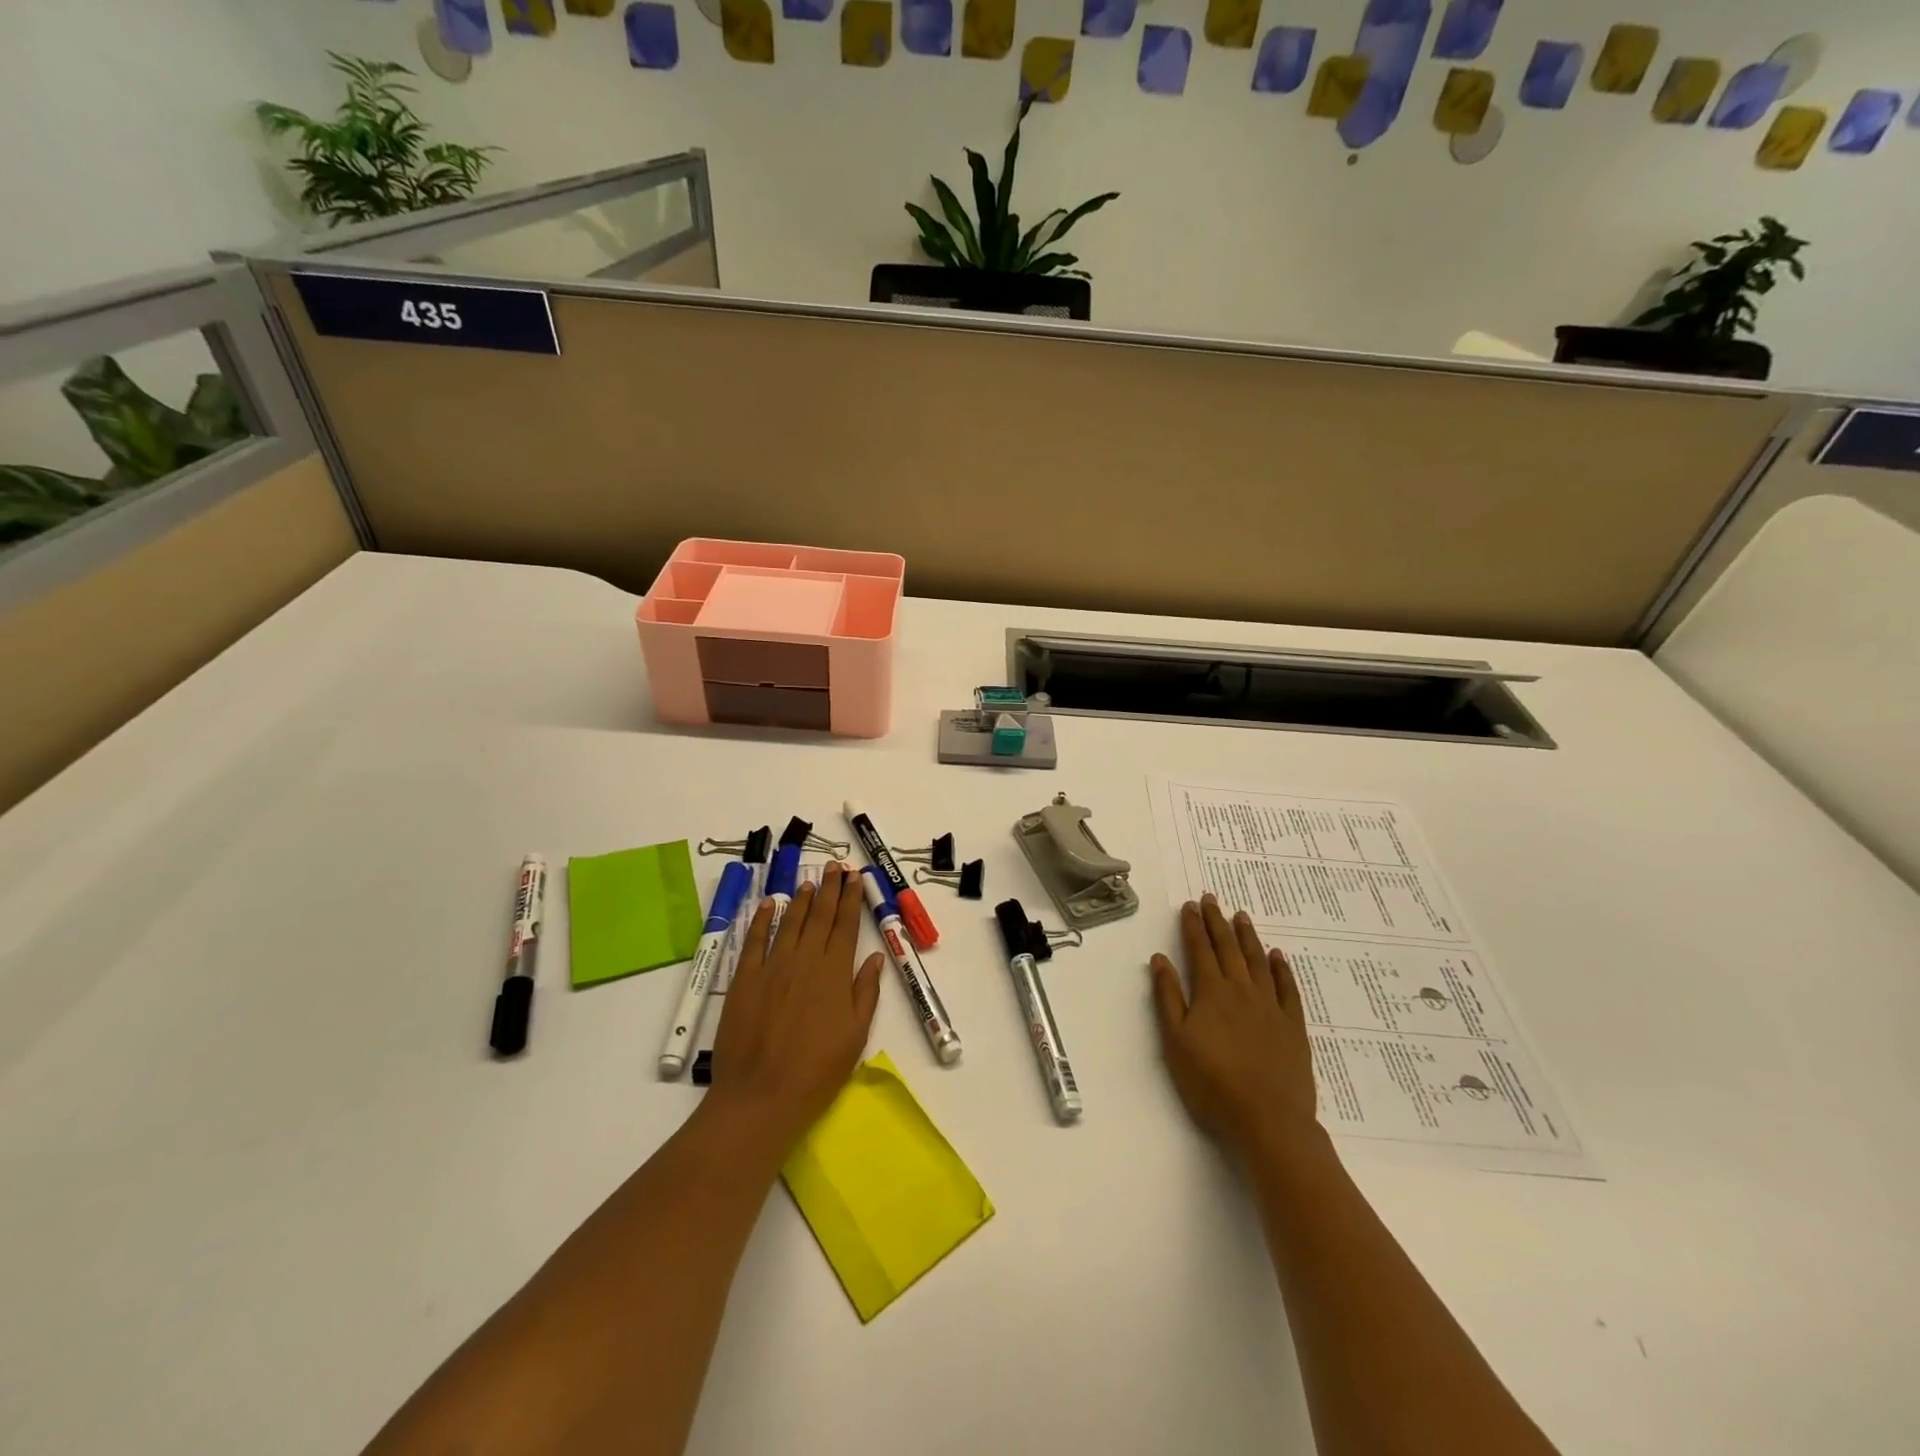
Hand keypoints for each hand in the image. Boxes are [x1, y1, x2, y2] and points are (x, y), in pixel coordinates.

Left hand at [706, 863, 884, 1152]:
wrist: (761, 1096)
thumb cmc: (816, 1072)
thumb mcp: (855, 1035)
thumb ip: (866, 992)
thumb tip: (875, 957)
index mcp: (835, 973)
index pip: (846, 926)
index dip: (851, 899)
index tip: (855, 878)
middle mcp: (805, 960)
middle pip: (820, 917)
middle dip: (830, 889)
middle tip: (835, 866)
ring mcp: (772, 967)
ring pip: (790, 922)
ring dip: (801, 899)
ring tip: (811, 881)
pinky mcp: (744, 979)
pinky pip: (755, 940)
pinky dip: (762, 920)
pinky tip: (769, 904)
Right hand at [1149, 894, 1319, 1164]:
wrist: (1268, 1119)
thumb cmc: (1212, 1083)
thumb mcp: (1176, 1041)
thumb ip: (1168, 997)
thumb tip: (1160, 959)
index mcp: (1210, 993)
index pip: (1199, 950)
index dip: (1193, 926)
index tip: (1189, 905)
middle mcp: (1241, 991)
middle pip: (1228, 948)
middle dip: (1217, 922)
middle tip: (1212, 898)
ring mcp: (1270, 1006)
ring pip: (1257, 961)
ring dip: (1248, 936)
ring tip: (1241, 915)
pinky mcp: (1293, 1026)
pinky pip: (1287, 988)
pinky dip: (1281, 969)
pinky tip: (1277, 956)